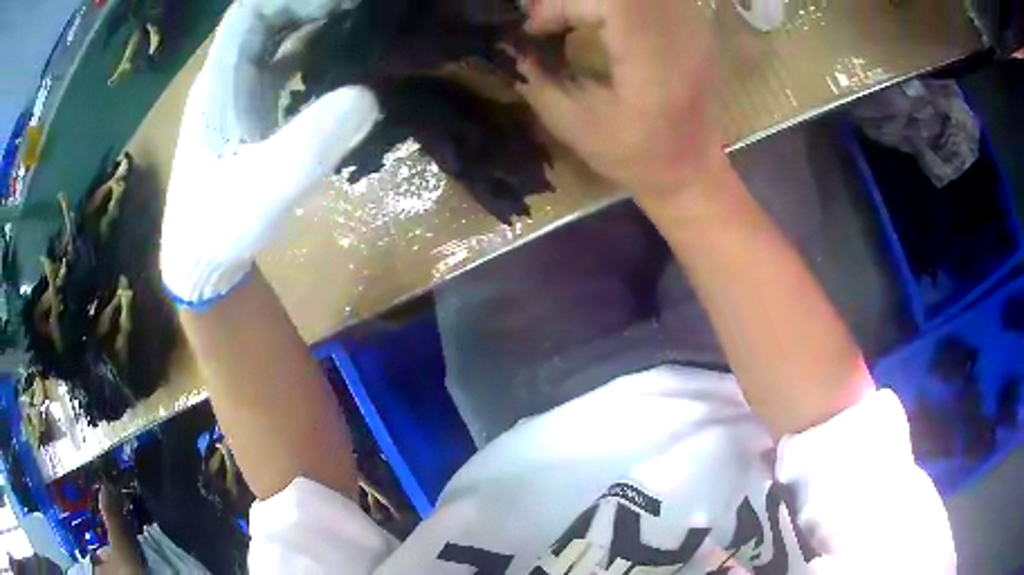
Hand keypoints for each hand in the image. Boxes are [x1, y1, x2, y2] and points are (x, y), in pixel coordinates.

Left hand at [161, 0, 379, 306]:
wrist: (201, 261)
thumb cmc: (218, 226)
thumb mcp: (262, 190)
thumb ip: (308, 145)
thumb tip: (369, 94)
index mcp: (218, 82)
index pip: (250, 14)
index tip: (339, 1)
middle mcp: (226, 79)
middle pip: (267, 19)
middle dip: (310, 5)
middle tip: (361, 10)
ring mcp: (238, 96)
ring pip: (275, 40)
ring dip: (313, 25)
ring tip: (359, 23)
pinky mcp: (251, 114)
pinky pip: (283, 67)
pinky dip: (312, 53)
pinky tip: (341, 61)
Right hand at [516, 0, 725, 200]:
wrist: (690, 170)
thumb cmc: (635, 158)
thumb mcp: (575, 126)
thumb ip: (536, 79)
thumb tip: (511, 46)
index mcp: (654, 60)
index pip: (610, 0)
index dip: (560, 3)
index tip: (537, 30)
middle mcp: (681, 33)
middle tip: (552, 21)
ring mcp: (693, 24)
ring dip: (595, 0)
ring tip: (573, 17)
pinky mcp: (693, 24)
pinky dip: (616, 3)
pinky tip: (602, 18)